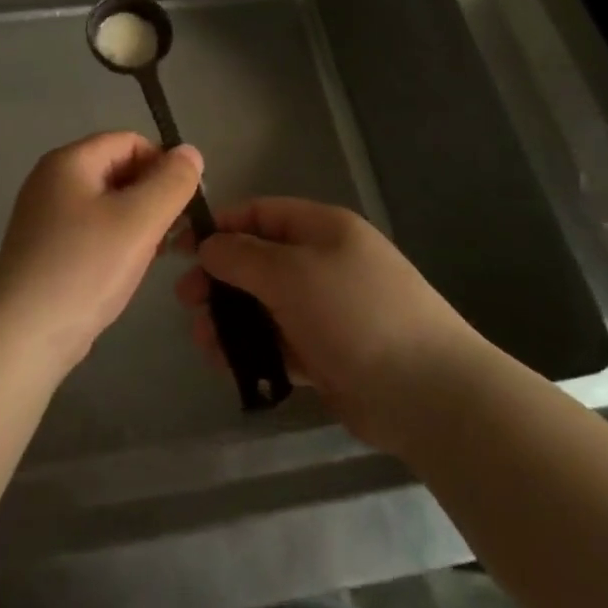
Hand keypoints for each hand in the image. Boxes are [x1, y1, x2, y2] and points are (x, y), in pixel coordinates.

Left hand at [0, 133, 203, 377]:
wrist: (22, 336)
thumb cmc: (83, 268)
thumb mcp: (139, 220)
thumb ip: (171, 182)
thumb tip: (190, 152)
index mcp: (69, 161)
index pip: (130, 141)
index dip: (163, 163)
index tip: (187, 200)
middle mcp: (52, 180)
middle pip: (118, 169)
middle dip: (153, 194)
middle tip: (176, 231)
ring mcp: (46, 216)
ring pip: (108, 203)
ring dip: (139, 220)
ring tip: (158, 252)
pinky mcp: (47, 249)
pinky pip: (93, 230)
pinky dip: (117, 240)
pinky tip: (130, 268)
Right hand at [176, 197, 486, 454]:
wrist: (427, 393)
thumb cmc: (354, 312)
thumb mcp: (291, 272)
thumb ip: (242, 256)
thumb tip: (209, 245)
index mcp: (321, 229)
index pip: (259, 214)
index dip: (218, 227)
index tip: (180, 248)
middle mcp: (322, 263)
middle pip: (257, 262)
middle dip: (218, 278)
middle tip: (185, 301)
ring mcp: (325, 310)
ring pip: (263, 306)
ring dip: (229, 319)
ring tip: (202, 341)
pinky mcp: (326, 353)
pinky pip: (278, 343)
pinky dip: (251, 350)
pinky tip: (226, 364)